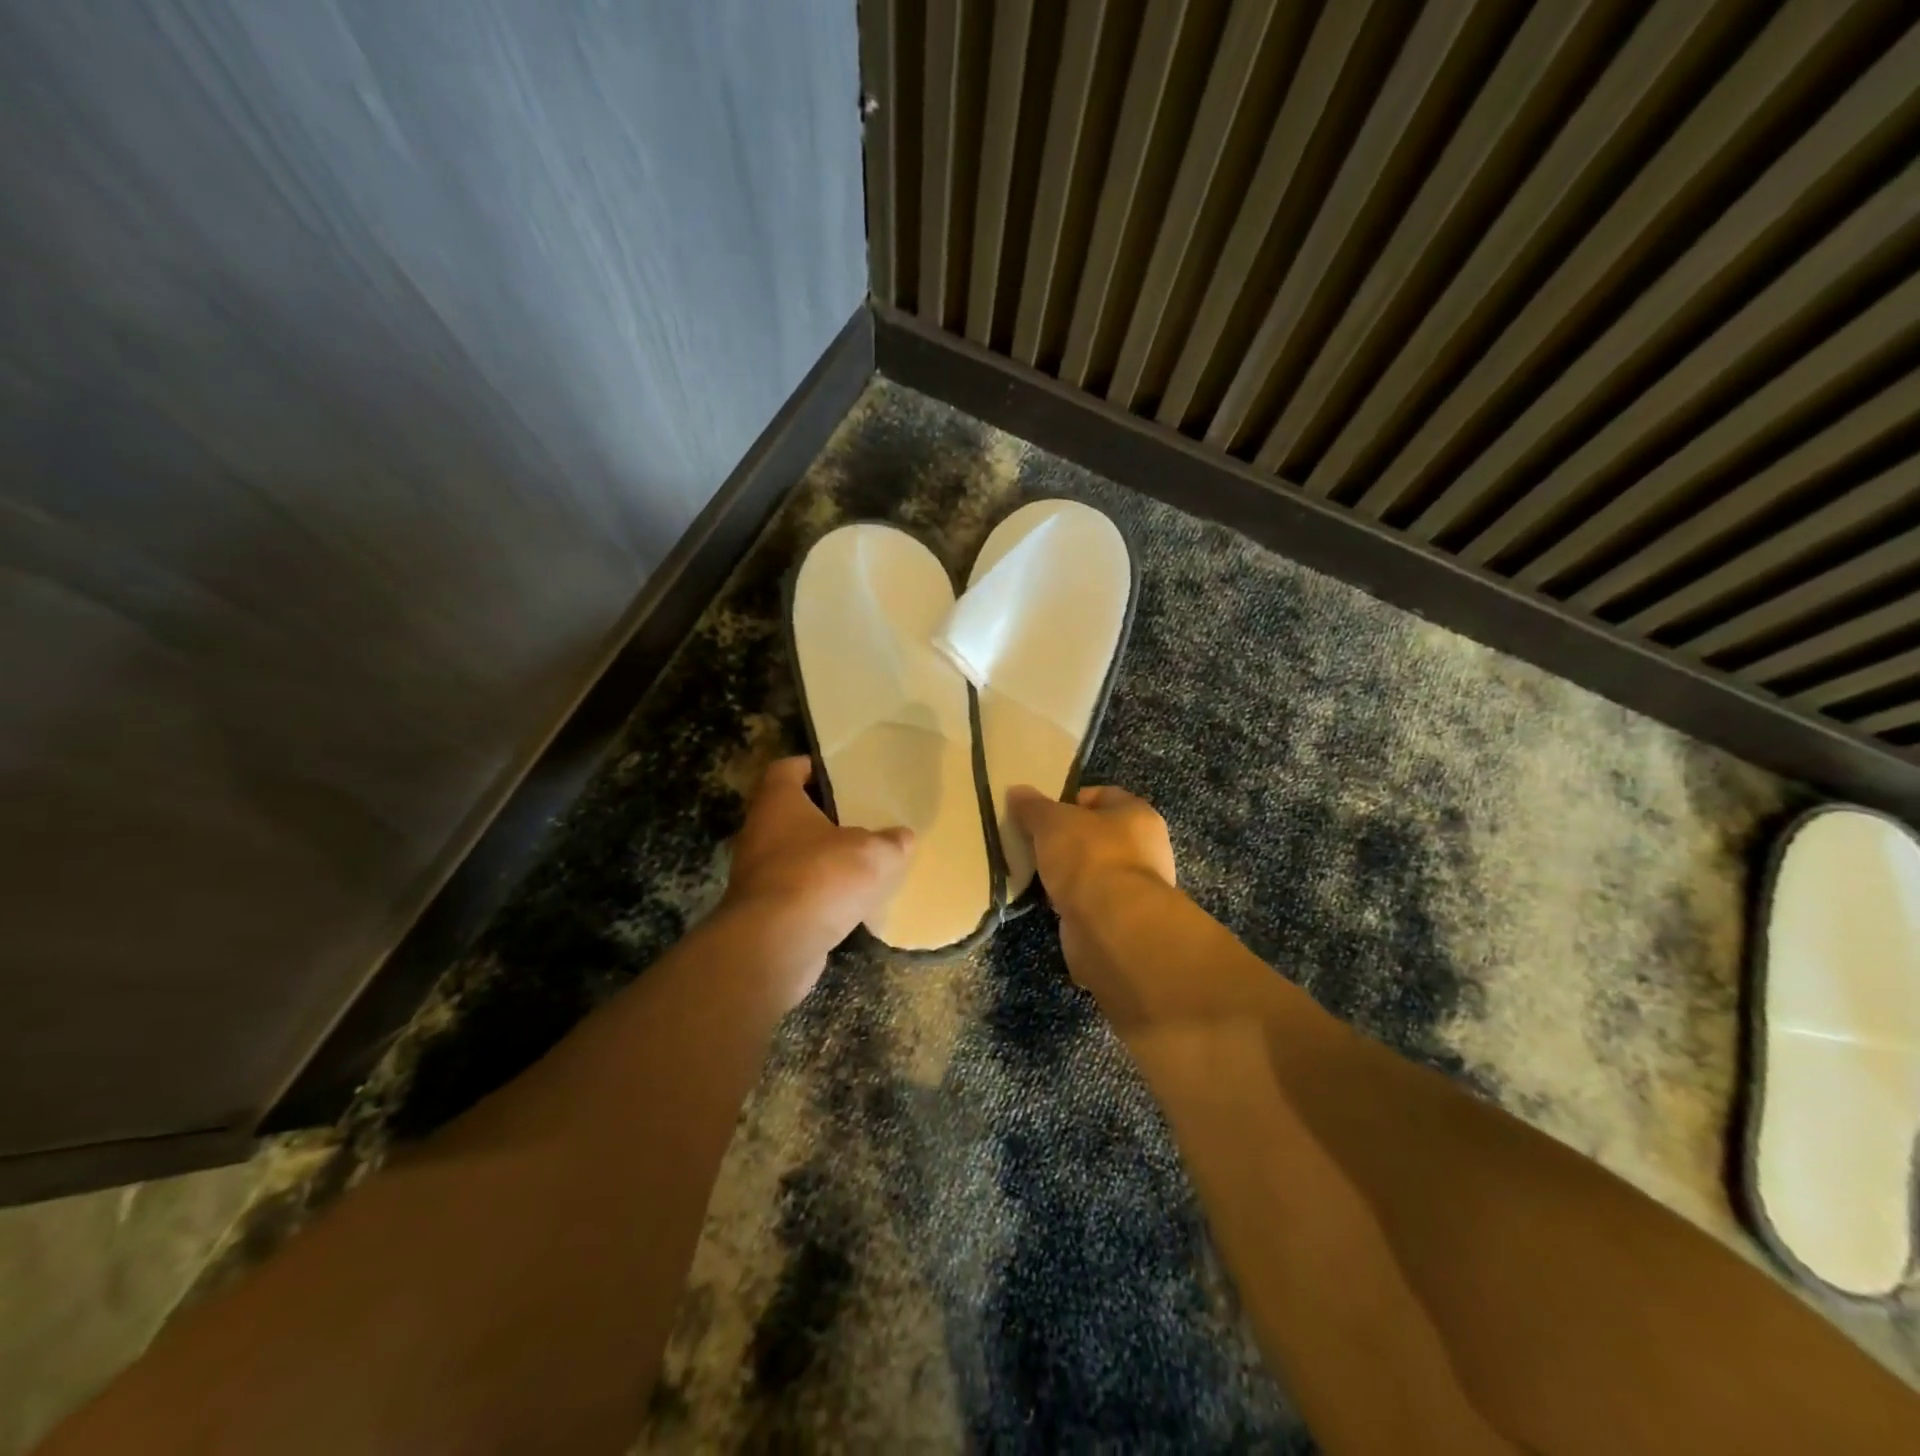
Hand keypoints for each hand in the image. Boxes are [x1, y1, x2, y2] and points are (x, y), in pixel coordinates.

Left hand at [721, 756, 913, 970]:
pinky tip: (846, 902)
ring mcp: (756, 873)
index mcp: (778, 802)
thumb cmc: (821, 877)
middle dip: (822, 817)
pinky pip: (794, 891)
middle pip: (790, 813)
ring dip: (820, 858)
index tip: (838, 774)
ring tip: (858, 862)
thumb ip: (892, 842)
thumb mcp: (873, 854)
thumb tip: (903, 837)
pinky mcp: (762, 910)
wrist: (774, 945)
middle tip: (859, 818)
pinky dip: (816, 893)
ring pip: (792, 855)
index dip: (811, 767)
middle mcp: (759, 832)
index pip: (787, 769)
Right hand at [1006, 784, 1175, 915]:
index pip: (1103, 795)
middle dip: (1066, 838)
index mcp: (1138, 814)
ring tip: (1036, 872)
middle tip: (1034, 842)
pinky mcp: (1122, 919)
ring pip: (1093, 869)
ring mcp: (1136, 886)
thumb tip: (1016, 791)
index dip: (1070, 800)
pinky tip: (1049, 900)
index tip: (1041, 813)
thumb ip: (1033, 807)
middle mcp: (1145, 848)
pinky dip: (1072, 900)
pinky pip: (1090, 899)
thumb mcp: (1052, 822)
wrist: (1112, 926)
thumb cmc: (1089, 858)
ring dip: (1068, 872)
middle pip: (1097, 834)